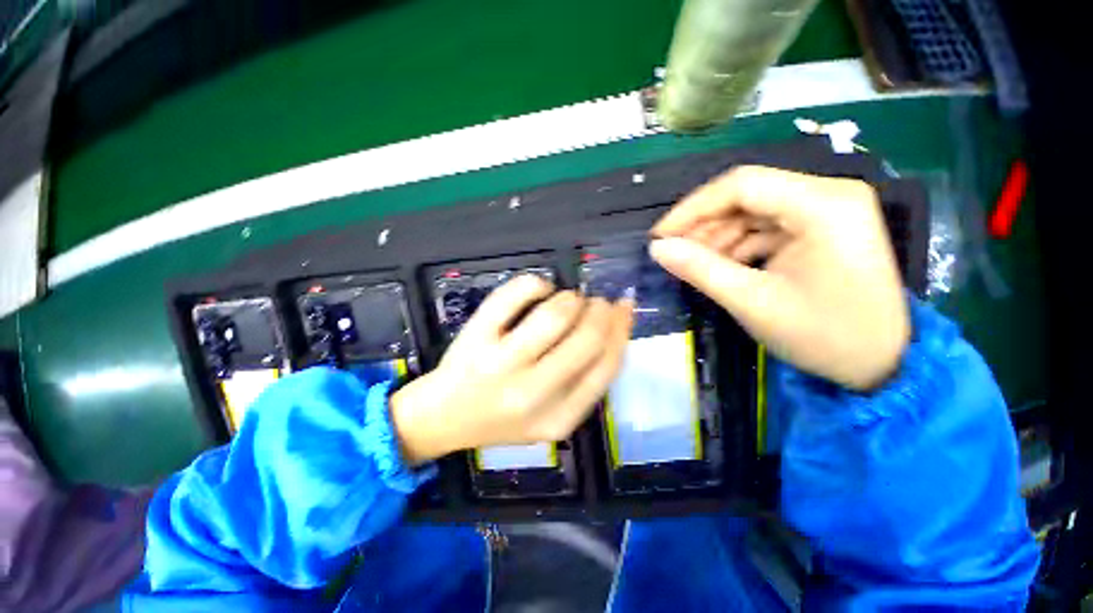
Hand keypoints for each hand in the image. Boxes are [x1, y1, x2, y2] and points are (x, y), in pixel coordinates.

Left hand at [391, 275, 632, 464]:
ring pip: (557, 314)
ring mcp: (500, 363)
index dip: (622, 329)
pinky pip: (517, 293)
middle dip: (601, 310)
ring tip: (568, 300)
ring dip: (572, 297)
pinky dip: (537, 283)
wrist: (444, 418)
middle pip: (588, 337)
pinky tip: (539, 290)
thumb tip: (615, 325)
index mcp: (558, 418)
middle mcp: (532, 393)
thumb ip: (585, 381)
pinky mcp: (476, 336)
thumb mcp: (552, 416)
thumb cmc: (502, 419)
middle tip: (596, 303)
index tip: (623, 308)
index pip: (607, 366)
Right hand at [649, 166, 909, 390]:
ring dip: (719, 236)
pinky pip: (768, 226)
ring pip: (754, 210)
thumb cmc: (824, 336)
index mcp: (824, 205)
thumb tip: (657, 248)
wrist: (885, 364)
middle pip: (748, 194)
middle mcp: (830, 194)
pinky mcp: (824, 227)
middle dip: (704, 224)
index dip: (692, 208)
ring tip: (696, 264)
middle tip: (674, 253)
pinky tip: (723, 267)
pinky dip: (739, 244)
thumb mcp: (753, 302)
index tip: (660, 236)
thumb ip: (700, 270)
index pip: (742, 185)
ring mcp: (829, 210)